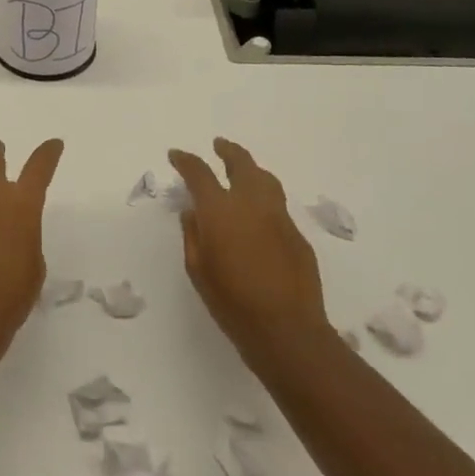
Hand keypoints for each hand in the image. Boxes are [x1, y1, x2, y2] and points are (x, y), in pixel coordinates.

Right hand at [169, 138, 328, 369]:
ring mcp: (279, 216)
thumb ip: (192, 234)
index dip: (186, 160)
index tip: (176, 155)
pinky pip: (277, 205)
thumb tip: (192, 212)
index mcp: (220, 210)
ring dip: (251, 168)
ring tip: (242, 169)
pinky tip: (258, 213)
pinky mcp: (297, 234)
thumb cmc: (231, 302)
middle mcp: (251, 203)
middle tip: (219, 145)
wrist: (286, 330)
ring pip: (265, 178)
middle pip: (241, 163)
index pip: (199, 172)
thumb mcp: (197, 269)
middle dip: (227, 151)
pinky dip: (264, 198)